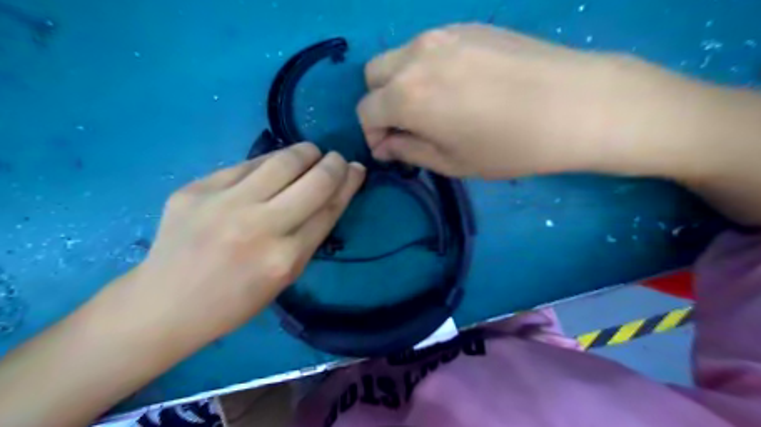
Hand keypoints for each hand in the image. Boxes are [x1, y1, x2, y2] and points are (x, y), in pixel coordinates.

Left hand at [133, 145, 365, 340]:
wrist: (166, 304)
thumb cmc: (235, 300)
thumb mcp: (284, 277)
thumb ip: (309, 235)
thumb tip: (330, 195)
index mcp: (285, 259)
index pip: (330, 208)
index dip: (349, 184)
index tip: (356, 170)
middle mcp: (259, 227)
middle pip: (314, 180)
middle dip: (334, 163)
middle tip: (336, 159)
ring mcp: (224, 204)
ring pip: (282, 161)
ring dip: (305, 152)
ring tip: (310, 153)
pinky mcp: (196, 189)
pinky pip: (246, 165)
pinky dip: (268, 162)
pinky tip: (272, 166)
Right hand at [357, 24, 721, 176]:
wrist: (575, 104)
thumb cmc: (509, 146)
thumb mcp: (451, 161)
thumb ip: (408, 151)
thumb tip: (385, 145)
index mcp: (406, 96)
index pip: (366, 112)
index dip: (372, 135)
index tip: (390, 149)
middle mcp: (415, 57)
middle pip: (374, 76)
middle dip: (380, 103)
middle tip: (406, 125)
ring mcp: (441, 34)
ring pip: (399, 57)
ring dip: (401, 83)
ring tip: (433, 106)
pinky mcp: (466, 25)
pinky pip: (428, 46)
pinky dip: (426, 67)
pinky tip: (456, 85)